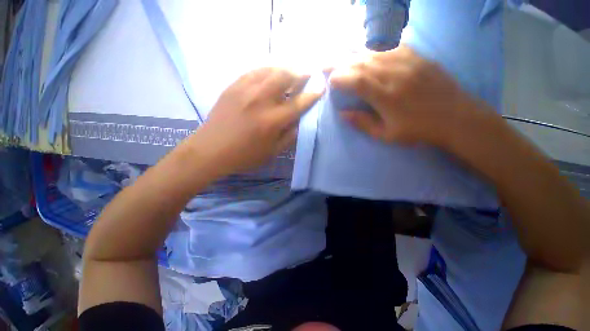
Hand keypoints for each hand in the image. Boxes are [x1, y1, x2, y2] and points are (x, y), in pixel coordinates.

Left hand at [188, 67, 323, 175]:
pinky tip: (271, 74)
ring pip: (270, 70)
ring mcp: (245, 90)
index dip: (312, 94)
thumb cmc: (245, 156)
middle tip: (307, 74)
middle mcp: (261, 101)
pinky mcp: (233, 86)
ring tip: (291, 72)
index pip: (298, 103)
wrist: (211, 149)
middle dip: (300, 73)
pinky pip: (254, 71)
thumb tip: (299, 121)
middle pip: (285, 77)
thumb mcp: (272, 152)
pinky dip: (267, 70)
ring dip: (285, 69)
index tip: (321, 87)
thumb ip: (289, 136)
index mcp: (272, 121)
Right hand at [329, 45, 481, 146]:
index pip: (357, 80)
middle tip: (326, 63)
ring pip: (375, 51)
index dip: (340, 78)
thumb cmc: (418, 131)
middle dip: (340, 62)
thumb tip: (342, 114)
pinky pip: (393, 45)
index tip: (330, 81)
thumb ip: (363, 123)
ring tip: (341, 55)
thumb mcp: (386, 135)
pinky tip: (368, 48)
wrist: (457, 118)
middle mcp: (395, 74)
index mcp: (386, 96)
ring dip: (354, 53)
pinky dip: (376, 46)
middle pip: (362, 62)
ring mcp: (409, 62)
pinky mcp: (419, 57)